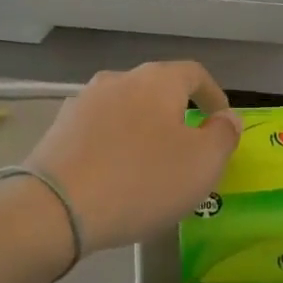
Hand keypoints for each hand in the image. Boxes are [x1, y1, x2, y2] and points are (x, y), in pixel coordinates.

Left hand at [23, 61, 241, 252]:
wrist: (55, 208)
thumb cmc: (141, 181)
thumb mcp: (201, 165)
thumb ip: (223, 136)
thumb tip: (227, 117)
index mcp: (157, 80)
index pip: (195, 74)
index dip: (213, 95)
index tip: (221, 121)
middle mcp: (118, 79)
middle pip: (157, 90)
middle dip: (176, 114)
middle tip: (188, 147)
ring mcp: (83, 102)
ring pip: (126, 109)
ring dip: (143, 129)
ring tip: (150, 163)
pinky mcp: (58, 128)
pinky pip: (99, 130)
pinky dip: (114, 144)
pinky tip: (114, 173)